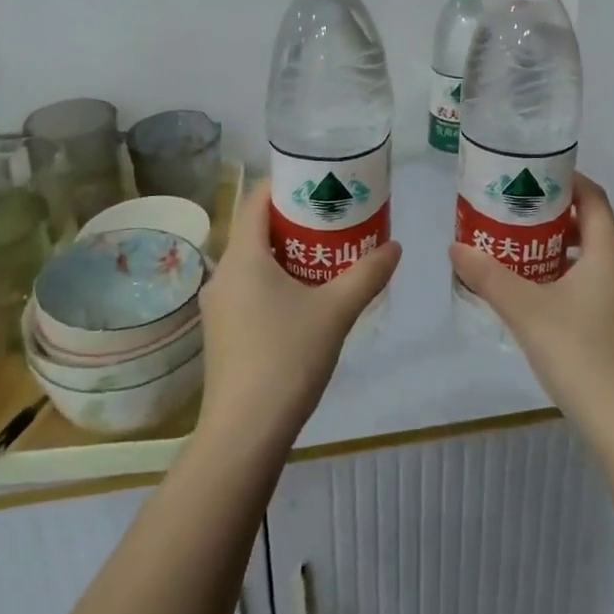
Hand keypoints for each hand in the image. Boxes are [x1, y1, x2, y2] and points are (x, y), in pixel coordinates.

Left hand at [199, 182, 400, 451]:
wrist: (245, 433)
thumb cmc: (287, 357)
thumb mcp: (336, 311)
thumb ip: (367, 274)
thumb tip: (395, 247)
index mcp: (243, 256)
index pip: (257, 199)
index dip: (286, 184)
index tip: (319, 181)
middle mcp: (223, 274)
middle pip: (256, 229)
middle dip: (294, 220)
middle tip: (333, 217)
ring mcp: (218, 306)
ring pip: (253, 262)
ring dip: (286, 253)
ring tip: (326, 254)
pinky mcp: (222, 333)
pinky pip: (249, 289)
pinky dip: (275, 280)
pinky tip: (305, 298)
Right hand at [449, 173, 613, 440]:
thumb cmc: (579, 352)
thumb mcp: (525, 310)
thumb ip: (488, 276)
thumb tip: (455, 246)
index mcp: (609, 253)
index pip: (593, 197)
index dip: (566, 180)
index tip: (532, 175)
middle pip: (591, 226)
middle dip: (553, 216)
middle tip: (514, 213)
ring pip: (592, 259)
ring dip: (558, 249)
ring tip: (519, 251)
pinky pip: (594, 285)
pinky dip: (567, 277)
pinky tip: (537, 296)